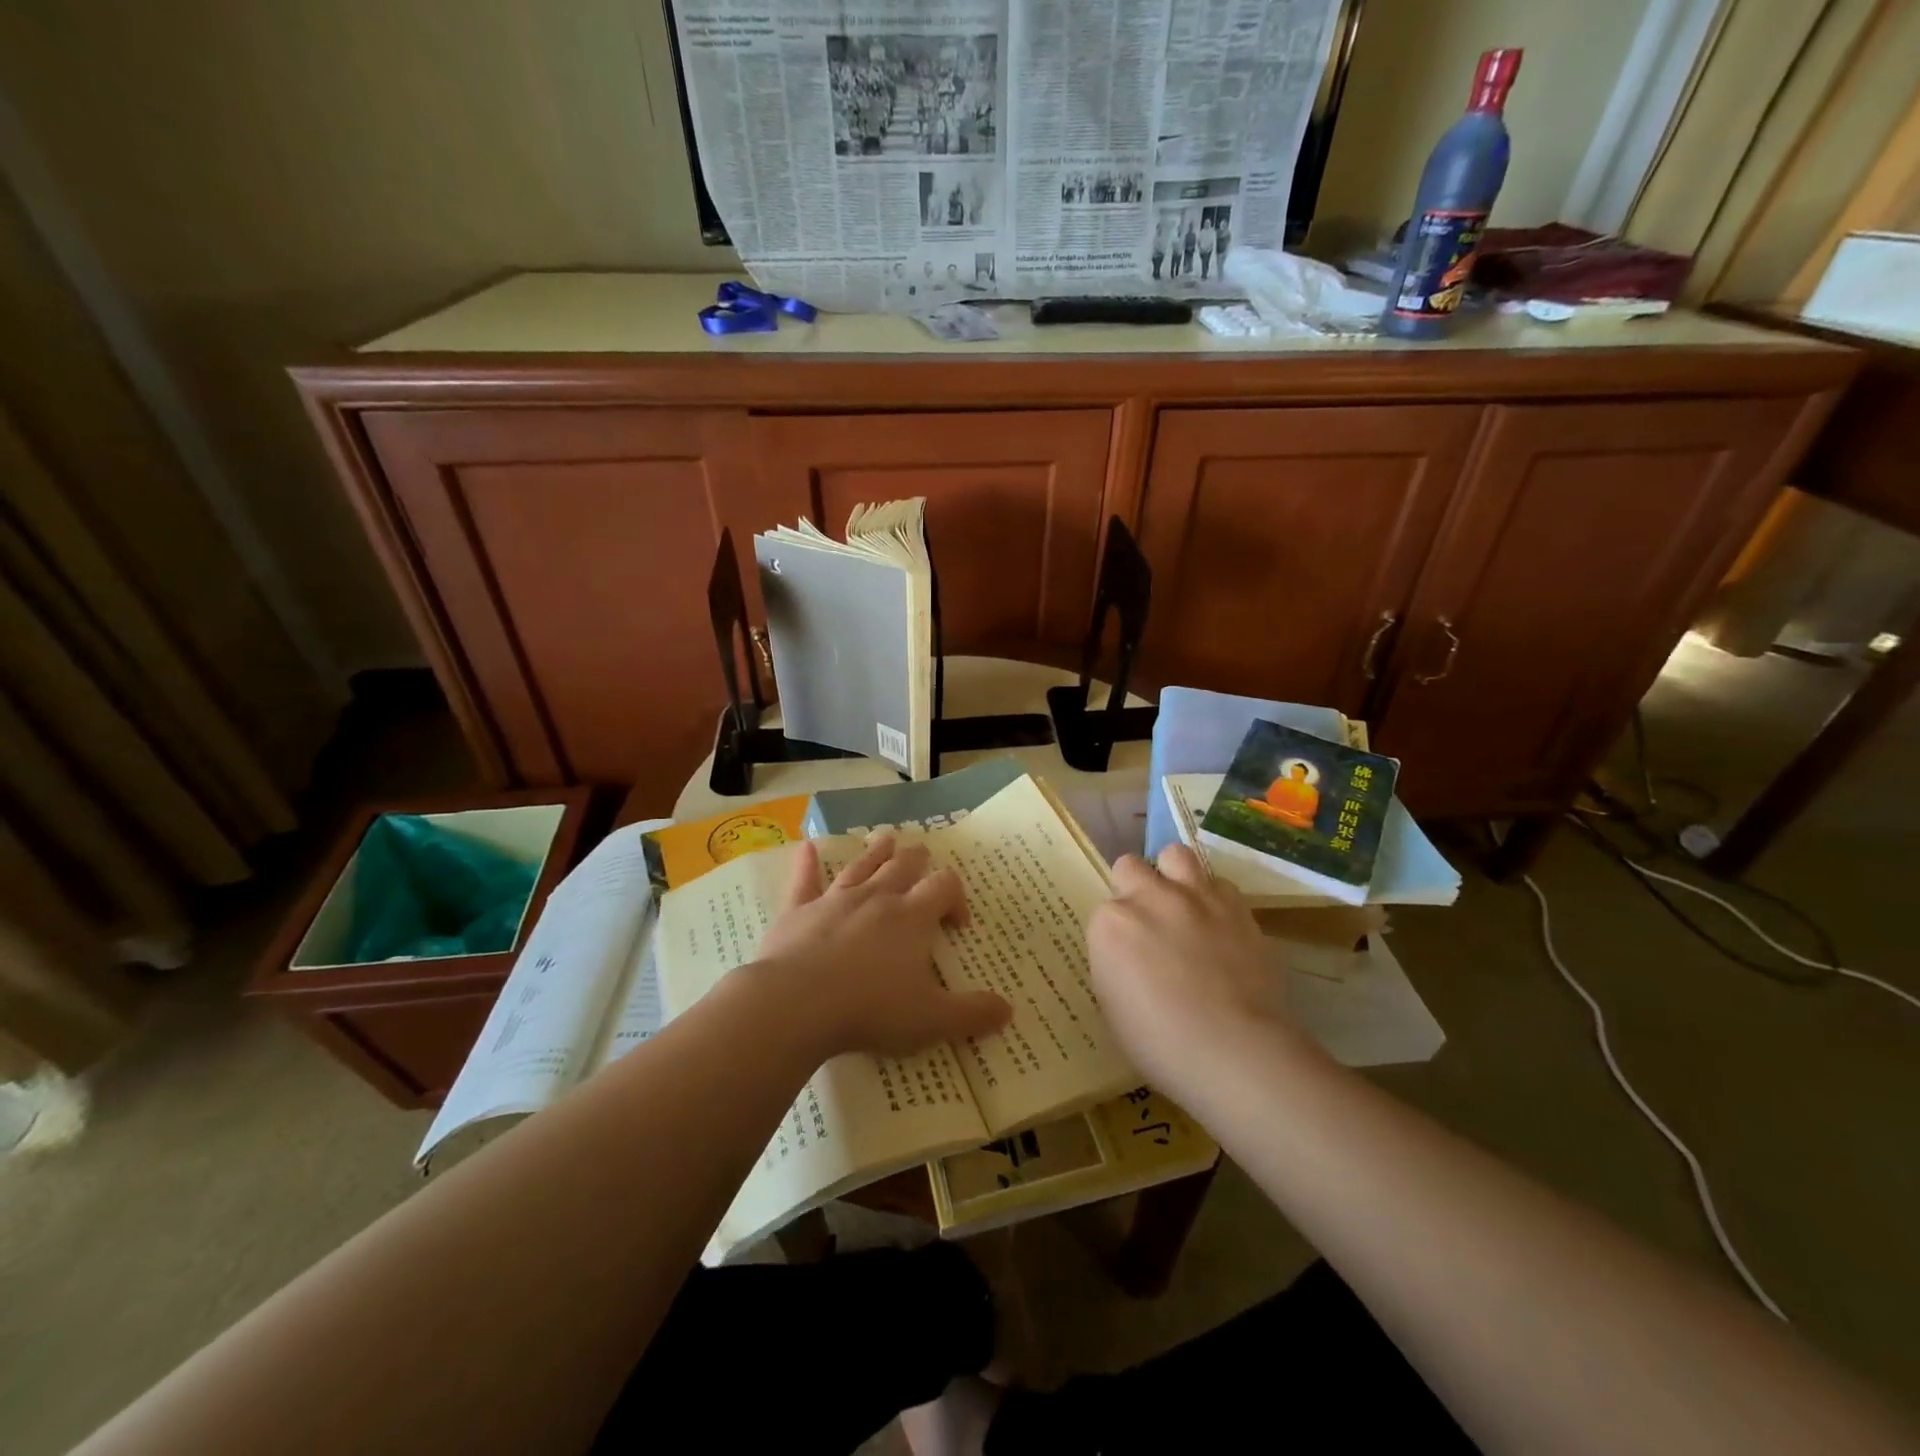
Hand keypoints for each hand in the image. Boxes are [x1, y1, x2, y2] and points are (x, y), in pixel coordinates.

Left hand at [755, 835, 1011, 1059]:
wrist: (796, 1005)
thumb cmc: (871, 1009)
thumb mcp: (932, 1020)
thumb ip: (972, 1014)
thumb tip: (1008, 1011)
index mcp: (912, 918)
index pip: (943, 888)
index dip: (955, 897)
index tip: (957, 924)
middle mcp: (877, 898)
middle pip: (903, 867)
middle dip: (917, 861)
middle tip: (923, 856)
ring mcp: (835, 900)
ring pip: (861, 866)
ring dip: (876, 851)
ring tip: (887, 838)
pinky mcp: (798, 911)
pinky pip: (804, 880)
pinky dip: (807, 863)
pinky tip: (807, 847)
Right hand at [1087, 846, 1303, 1094]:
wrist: (1233, 1049)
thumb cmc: (1160, 1042)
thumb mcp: (1112, 1005)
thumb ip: (1114, 964)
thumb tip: (1128, 954)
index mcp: (1111, 923)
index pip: (1103, 910)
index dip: (1115, 931)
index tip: (1125, 954)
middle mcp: (1150, 897)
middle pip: (1131, 867)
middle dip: (1135, 887)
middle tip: (1148, 920)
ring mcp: (1196, 897)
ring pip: (1176, 855)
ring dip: (1174, 874)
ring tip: (1182, 903)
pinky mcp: (1236, 907)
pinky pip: (1220, 885)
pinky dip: (1214, 899)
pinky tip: (1219, 925)